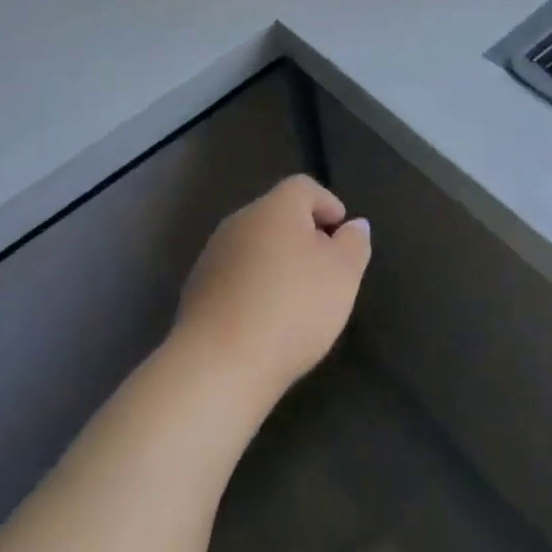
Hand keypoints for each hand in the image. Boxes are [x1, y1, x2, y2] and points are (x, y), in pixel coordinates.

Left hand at [174, 175, 371, 406]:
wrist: (218, 364)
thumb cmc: (292, 308)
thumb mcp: (343, 275)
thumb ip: (354, 243)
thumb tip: (354, 225)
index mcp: (275, 207)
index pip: (304, 187)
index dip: (327, 204)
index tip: (342, 233)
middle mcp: (240, 221)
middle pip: (277, 215)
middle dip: (303, 236)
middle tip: (325, 269)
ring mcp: (213, 256)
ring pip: (254, 247)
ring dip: (276, 263)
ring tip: (296, 300)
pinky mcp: (196, 291)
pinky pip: (235, 277)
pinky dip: (253, 288)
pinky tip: (265, 321)